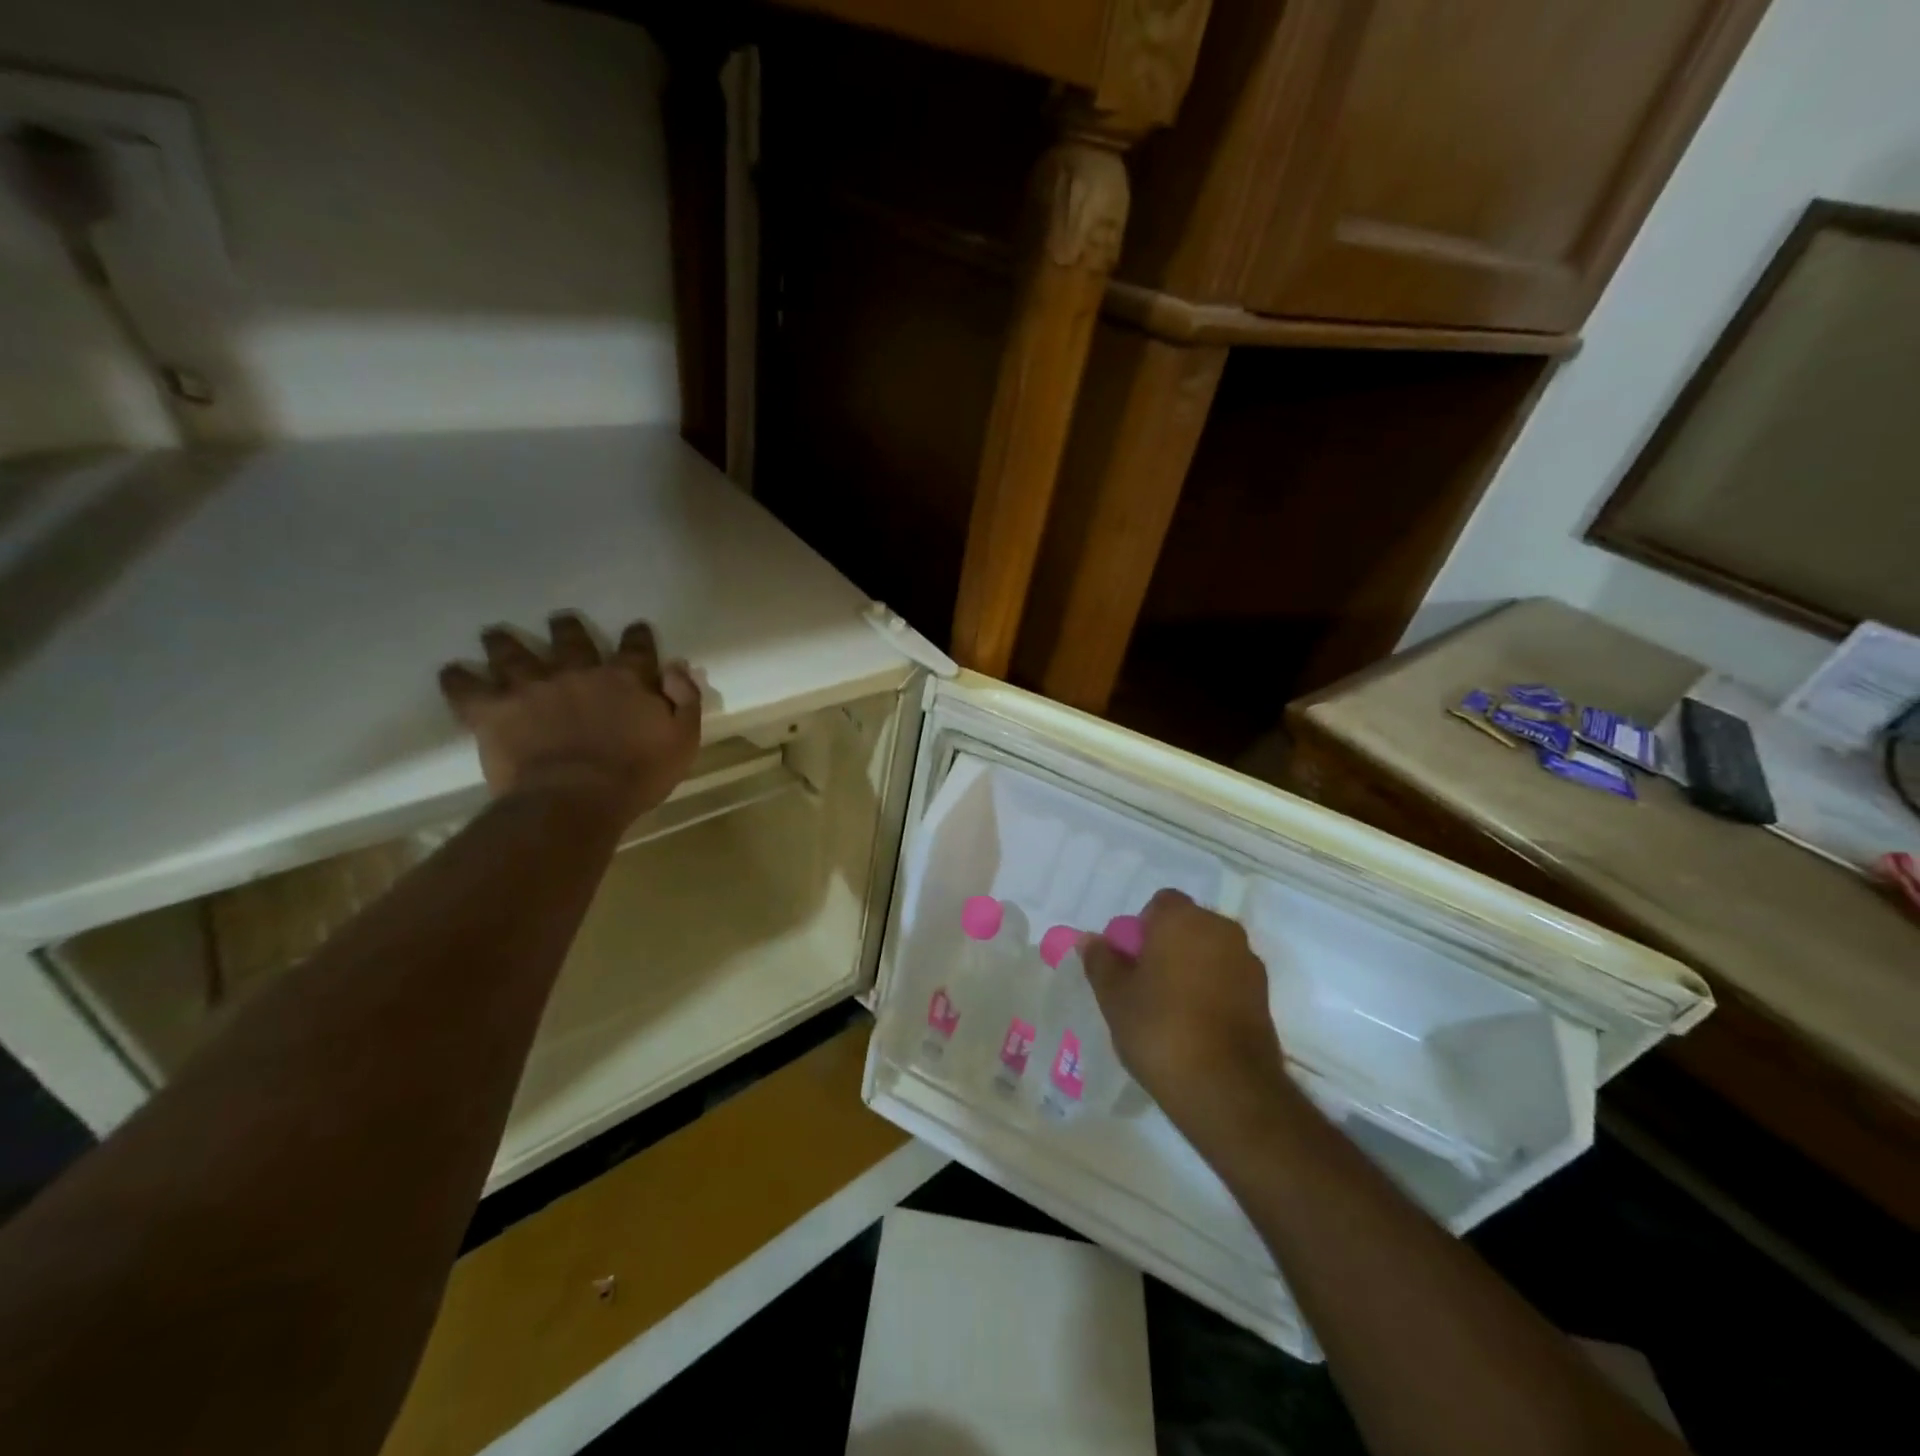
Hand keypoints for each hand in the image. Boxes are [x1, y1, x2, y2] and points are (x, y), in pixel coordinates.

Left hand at [439, 614, 701, 827]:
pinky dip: (458, 679)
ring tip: (494, 634)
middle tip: (561, 619)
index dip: (637, 637)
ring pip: (514, 654)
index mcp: (626, 679)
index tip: (636, 628)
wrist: (576, 799)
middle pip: (571, 640)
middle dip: (567, 628)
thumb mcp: (682, 740)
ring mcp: (533, 687)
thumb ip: (685, 700)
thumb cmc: (637, 775)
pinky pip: (468, 689)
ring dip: (505, 643)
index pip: (636, 648)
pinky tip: (452, 671)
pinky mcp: (495, 710)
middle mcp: (578, 672)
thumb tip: (676, 667)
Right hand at [1083, 889, 1289, 1137]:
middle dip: (1168, 946)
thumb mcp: (1114, 997)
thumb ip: (1101, 961)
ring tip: (1171, 1008)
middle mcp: (1220, 929)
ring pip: (1210, 952)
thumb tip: (1090, 939)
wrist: (1226, 1089)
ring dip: (1192, 968)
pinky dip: (1213, 990)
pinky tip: (1197, 1025)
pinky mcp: (1264, 995)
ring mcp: (1247, 962)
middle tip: (1145, 984)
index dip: (1142, 928)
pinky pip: (1228, 979)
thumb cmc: (1160, 1029)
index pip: (1160, 903)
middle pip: (1187, 925)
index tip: (1130, 961)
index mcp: (1182, 919)